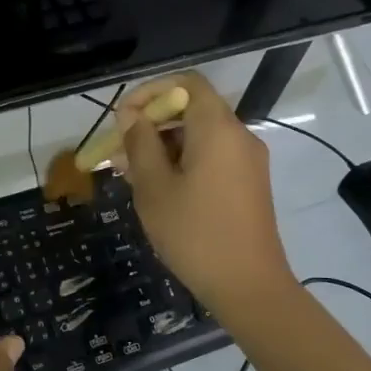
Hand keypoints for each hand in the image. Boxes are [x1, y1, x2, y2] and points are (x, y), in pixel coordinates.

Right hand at [116, 73, 296, 317]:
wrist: (250, 287)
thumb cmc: (195, 234)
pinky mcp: (250, 184)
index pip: (187, 83)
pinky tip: (161, 189)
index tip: (125, 117)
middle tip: (121, 151)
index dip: (152, 91)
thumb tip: (133, 117)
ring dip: (166, 146)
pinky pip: (214, 157)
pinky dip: (185, 162)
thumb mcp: (154, 188)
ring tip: (133, 175)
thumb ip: (140, 144)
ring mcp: (249, 161)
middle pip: (194, 110)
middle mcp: (239, 136)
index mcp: (218, 129)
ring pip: (201, 136)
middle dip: (154, 123)